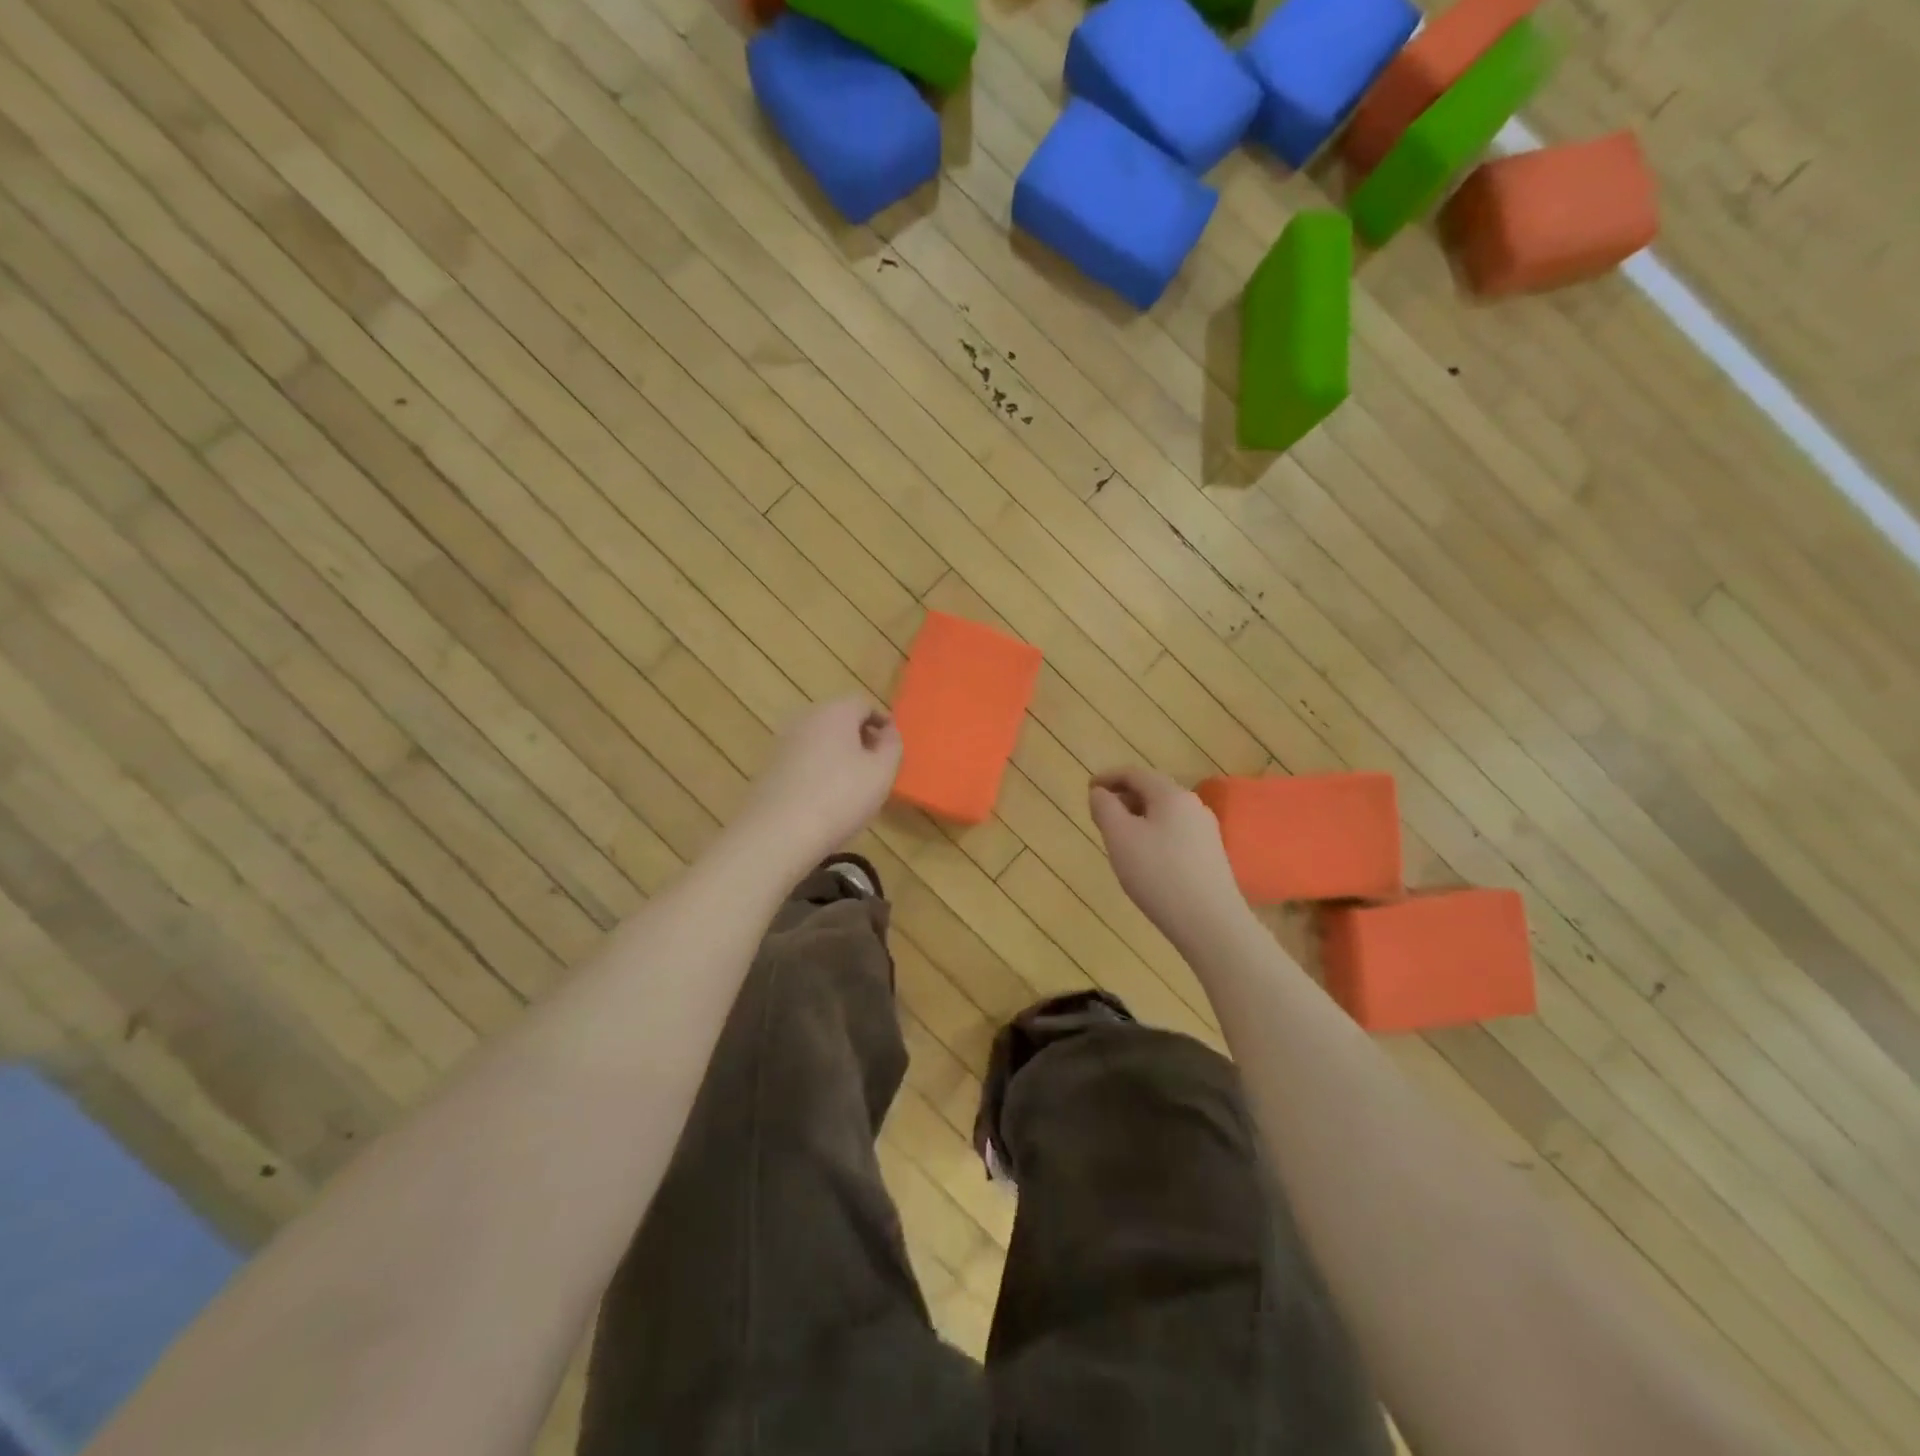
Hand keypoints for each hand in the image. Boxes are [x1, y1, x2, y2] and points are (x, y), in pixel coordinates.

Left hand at [738, 696, 902, 866]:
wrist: (778, 832)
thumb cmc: (840, 797)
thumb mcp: (881, 772)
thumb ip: (892, 746)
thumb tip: (888, 732)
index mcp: (835, 712)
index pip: (864, 704)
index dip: (882, 722)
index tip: (892, 745)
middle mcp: (806, 718)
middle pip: (839, 719)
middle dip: (860, 737)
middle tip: (876, 764)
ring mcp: (783, 742)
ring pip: (820, 740)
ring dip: (838, 754)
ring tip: (853, 784)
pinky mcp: (770, 767)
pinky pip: (803, 759)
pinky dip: (818, 769)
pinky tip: (826, 797)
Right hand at [1090, 768, 1248, 950]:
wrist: (1210, 923)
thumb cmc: (1158, 874)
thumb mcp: (1120, 837)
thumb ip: (1105, 808)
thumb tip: (1100, 793)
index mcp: (1171, 794)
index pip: (1135, 773)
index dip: (1108, 777)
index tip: (1088, 790)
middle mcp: (1193, 805)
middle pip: (1152, 791)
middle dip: (1123, 798)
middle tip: (1100, 816)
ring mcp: (1206, 831)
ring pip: (1164, 813)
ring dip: (1138, 818)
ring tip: (1118, 839)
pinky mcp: (1211, 855)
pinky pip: (1175, 833)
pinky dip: (1154, 834)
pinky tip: (1145, 859)